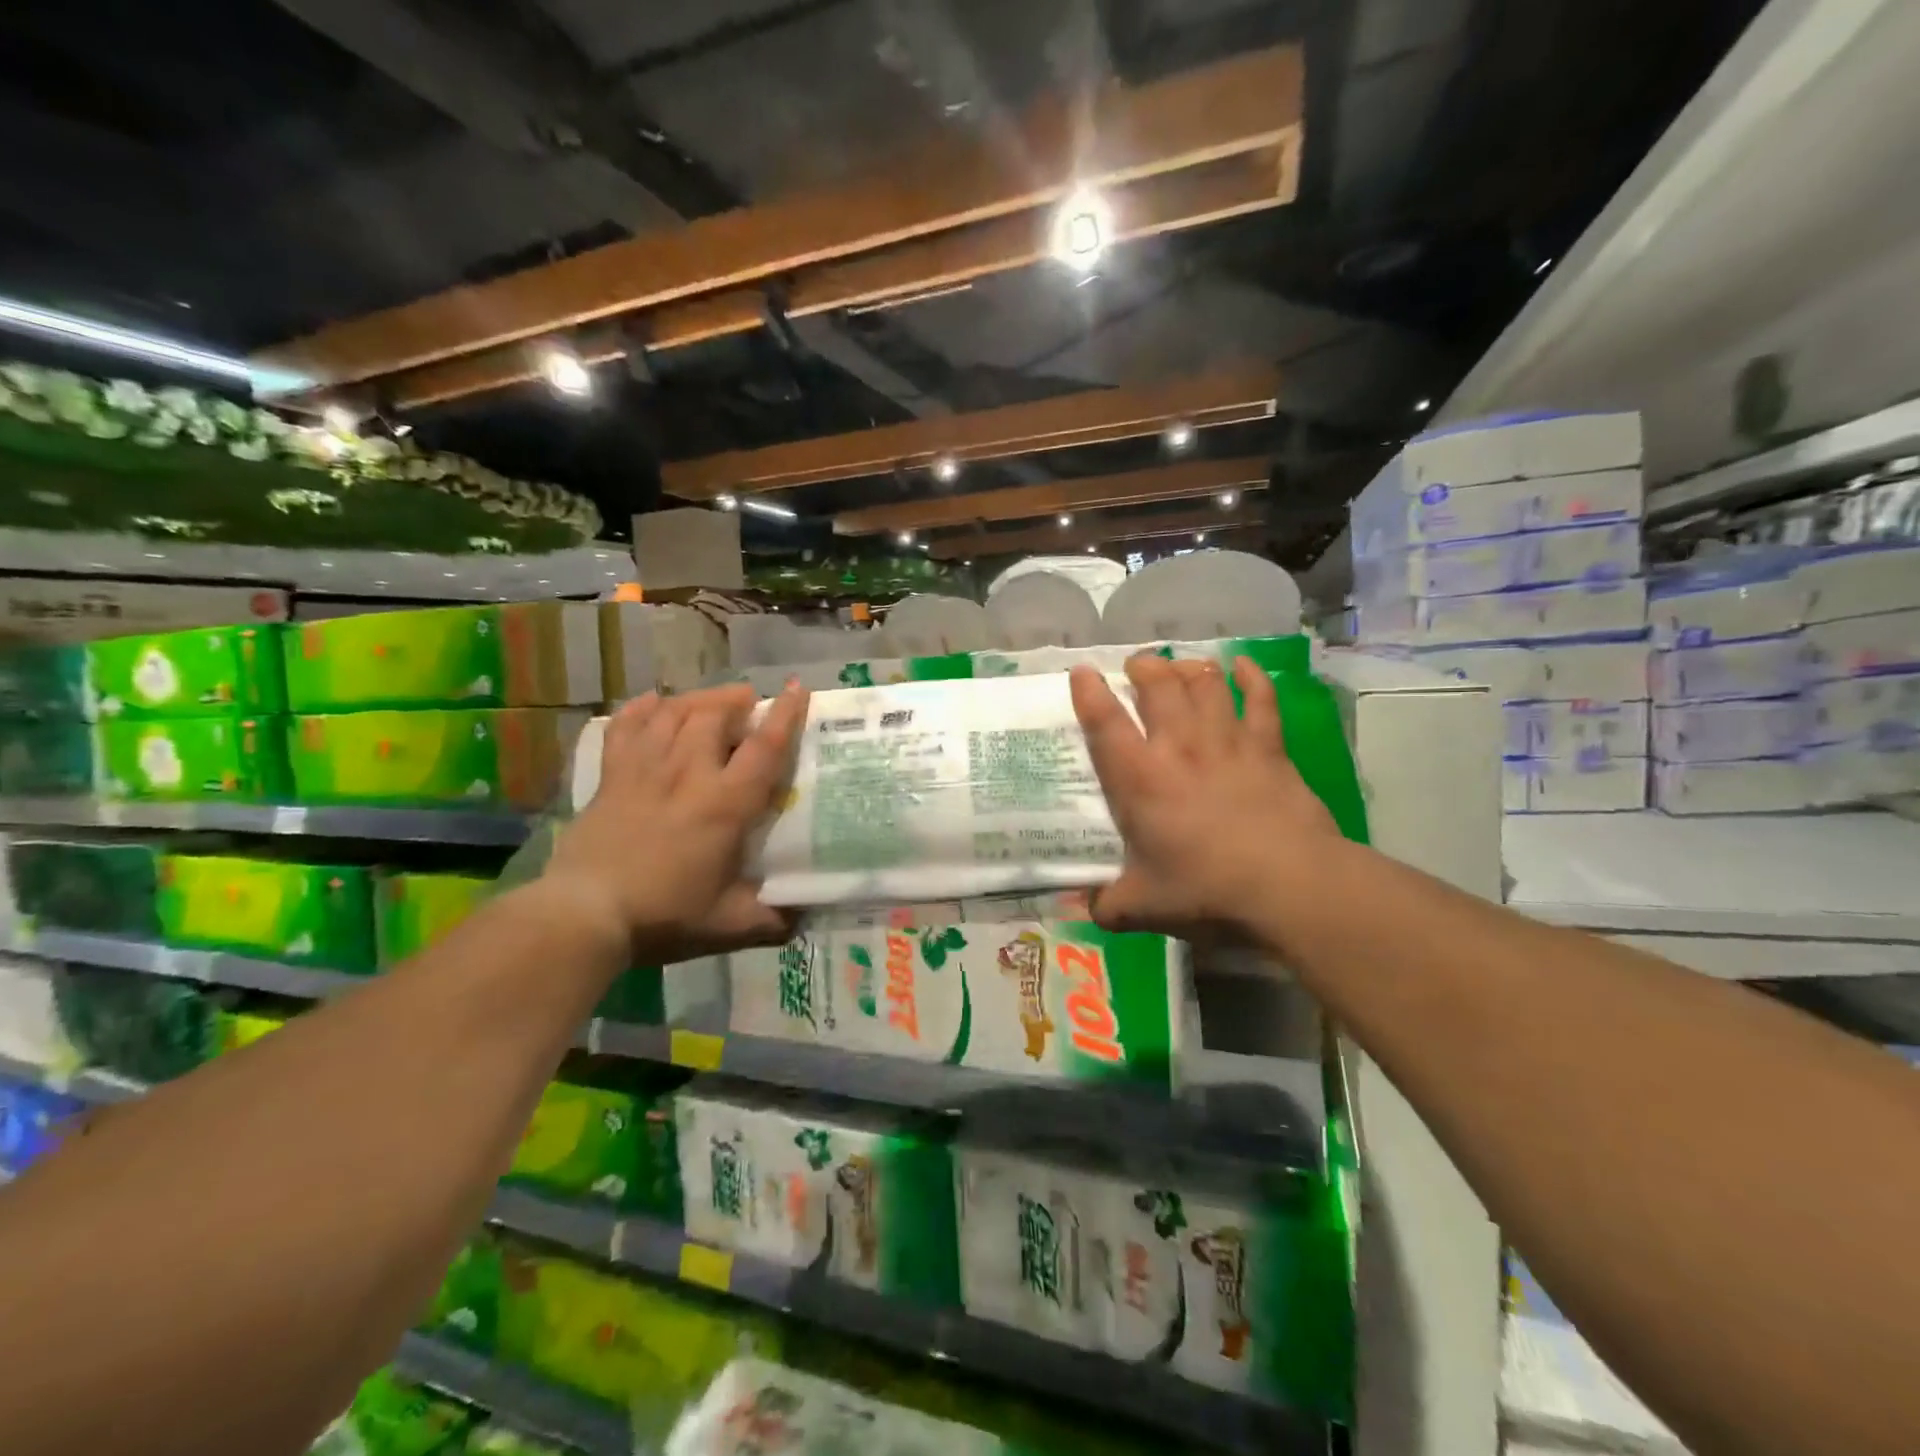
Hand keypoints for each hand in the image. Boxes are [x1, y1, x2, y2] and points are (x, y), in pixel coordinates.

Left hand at [545, 682, 808, 963]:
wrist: (584, 915)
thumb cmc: (664, 916)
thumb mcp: (729, 925)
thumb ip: (772, 919)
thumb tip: (803, 918)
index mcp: (725, 804)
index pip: (764, 747)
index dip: (786, 716)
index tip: (799, 689)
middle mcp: (688, 773)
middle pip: (714, 715)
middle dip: (736, 700)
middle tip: (749, 703)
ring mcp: (645, 769)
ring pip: (673, 713)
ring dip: (698, 700)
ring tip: (712, 701)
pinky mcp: (611, 776)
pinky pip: (626, 726)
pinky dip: (642, 709)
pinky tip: (653, 703)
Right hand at [1069, 656, 1340, 939]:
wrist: (1288, 886)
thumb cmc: (1205, 890)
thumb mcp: (1142, 908)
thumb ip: (1104, 905)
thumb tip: (1076, 909)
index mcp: (1139, 778)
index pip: (1104, 722)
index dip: (1089, 692)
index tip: (1082, 672)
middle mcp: (1179, 746)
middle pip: (1158, 685)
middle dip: (1143, 667)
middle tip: (1137, 667)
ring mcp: (1227, 741)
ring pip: (1205, 684)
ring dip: (1188, 669)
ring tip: (1179, 667)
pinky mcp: (1269, 747)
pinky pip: (1260, 699)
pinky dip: (1251, 678)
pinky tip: (1242, 666)